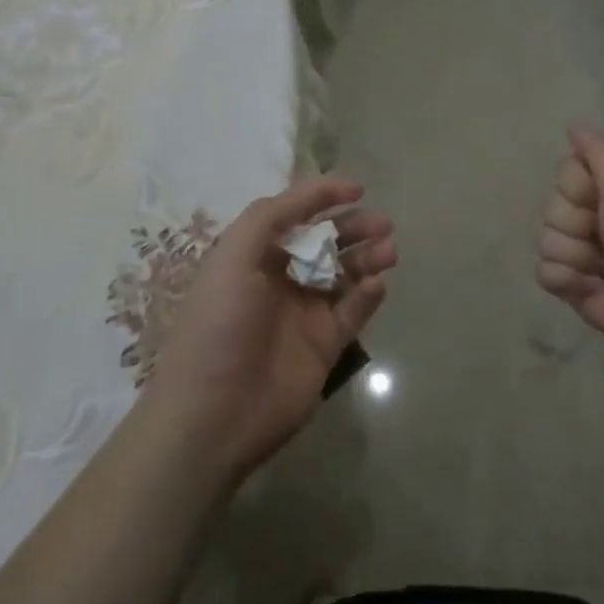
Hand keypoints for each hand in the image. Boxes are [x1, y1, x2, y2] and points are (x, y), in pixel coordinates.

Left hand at [144, 175, 396, 484]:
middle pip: (325, 242)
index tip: (357, 188)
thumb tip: (314, 196)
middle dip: (353, 228)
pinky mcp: (324, 345)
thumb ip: (268, 217)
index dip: (323, 197)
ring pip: (345, 274)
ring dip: (367, 257)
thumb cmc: (219, 325)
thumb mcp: (232, 257)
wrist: (215, 414)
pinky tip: (377, 285)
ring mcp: (304, 313)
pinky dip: (368, 295)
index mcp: (253, 256)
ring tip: (388, 251)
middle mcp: (280, 279)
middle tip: (383, 224)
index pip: (294, 215)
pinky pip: (353, 311)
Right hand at [536, 126, 603, 363]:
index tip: (600, 199)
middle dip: (574, 225)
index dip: (575, 188)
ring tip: (602, 268)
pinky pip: (543, 271)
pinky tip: (591, 287)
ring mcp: (580, 252)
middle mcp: (592, 217)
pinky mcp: (570, 284)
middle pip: (550, 207)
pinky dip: (567, 280)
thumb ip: (599, 152)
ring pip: (544, 240)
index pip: (563, 174)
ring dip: (574, 256)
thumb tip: (573, 125)